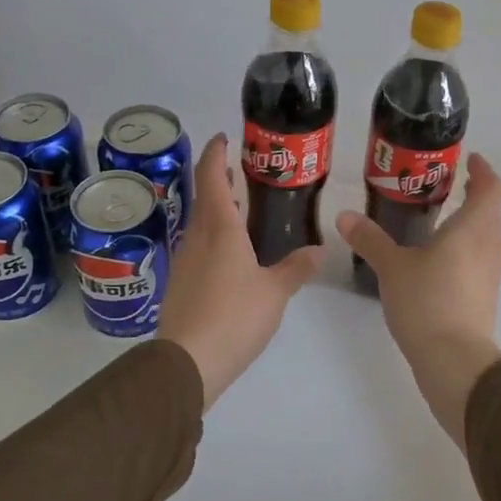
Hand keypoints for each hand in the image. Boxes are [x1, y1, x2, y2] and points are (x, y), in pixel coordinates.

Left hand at [157, 133, 323, 409]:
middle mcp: (197, 237)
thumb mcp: (274, 292)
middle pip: (204, 198)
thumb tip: (319, 250)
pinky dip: (214, 237)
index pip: (211, 177)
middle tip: (242, 173)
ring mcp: (184, 261)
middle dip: (220, 180)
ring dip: (217, 210)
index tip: (224, 138)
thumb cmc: (234, 316)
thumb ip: (296, 268)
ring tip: (241, 209)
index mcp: (219, 229)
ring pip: (200, 223)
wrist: (187, 362)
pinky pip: (198, 247)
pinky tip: (231, 253)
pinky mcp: (181, 284)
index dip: (216, 154)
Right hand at [336, 153, 500, 446]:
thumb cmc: (427, 302)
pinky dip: (467, 250)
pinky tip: (441, 260)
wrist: (454, 360)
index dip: (483, 172)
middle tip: (451, 187)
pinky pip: (481, 261)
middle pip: (492, 213)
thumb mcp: (392, 267)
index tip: (472, 161)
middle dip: (476, 197)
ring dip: (473, 225)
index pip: (491, 189)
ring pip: (488, 238)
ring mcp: (491, 274)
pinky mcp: (486, 297)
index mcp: (473, 228)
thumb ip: (370, 240)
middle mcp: (489, 246)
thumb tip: (345, 216)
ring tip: (444, 221)